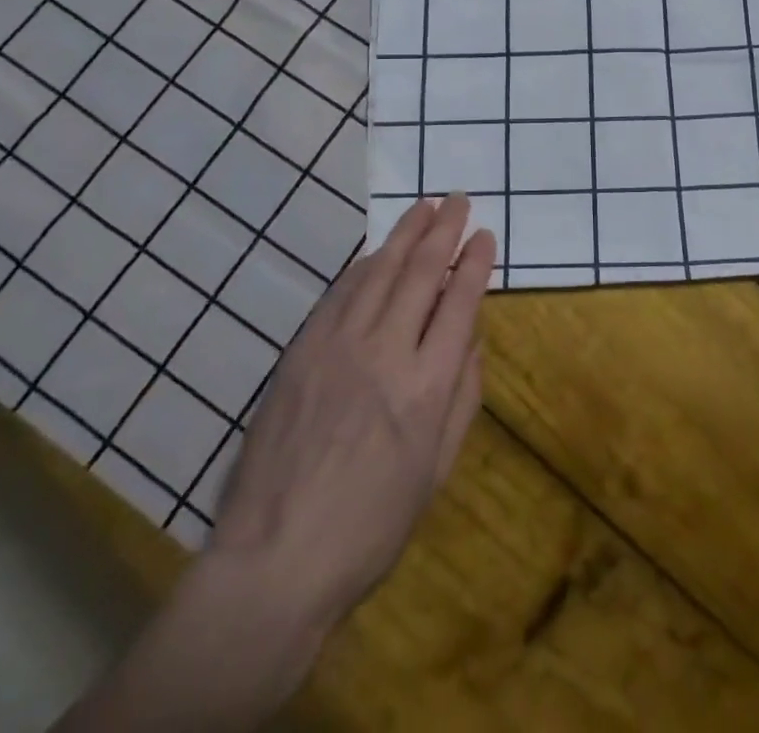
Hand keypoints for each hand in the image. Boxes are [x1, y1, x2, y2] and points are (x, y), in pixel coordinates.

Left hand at [54, 197, 494, 732]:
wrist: (274, 559)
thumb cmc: (369, 528)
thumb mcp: (436, 473)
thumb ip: (462, 398)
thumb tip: (473, 339)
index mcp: (427, 387)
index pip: (459, 302)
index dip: (474, 263)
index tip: (484, 235)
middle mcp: (386, 352)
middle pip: (421, 272)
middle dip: (444, 230)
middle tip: (459, 200)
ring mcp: (338, 345)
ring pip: (379, 271)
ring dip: (405, 234)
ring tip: (424, 207)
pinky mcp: (302, 350)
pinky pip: (339, 293)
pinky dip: (364, 265)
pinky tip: (376, 251)